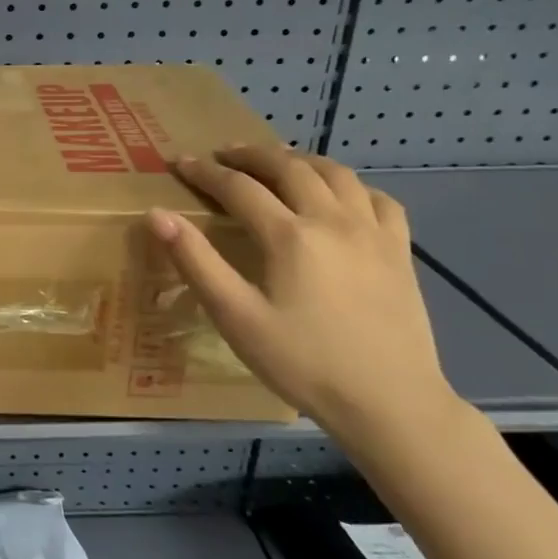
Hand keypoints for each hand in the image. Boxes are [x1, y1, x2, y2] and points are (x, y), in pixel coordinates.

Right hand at [146, 145, 462, 452]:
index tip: (180, 162)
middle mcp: (333, 220)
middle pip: (288, 167)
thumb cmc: (303, 363)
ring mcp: (373, 233)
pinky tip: (340, 196)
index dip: (205, 172)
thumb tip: (157, 215)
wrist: (391, 404)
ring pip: (336, 173)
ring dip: (299, 160)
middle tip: (223, 154)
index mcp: (289, 236)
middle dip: (250, 155)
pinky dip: (351, 186)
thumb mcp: (236, 317)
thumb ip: (195, 261)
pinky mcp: (400, 251)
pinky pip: (379, 199)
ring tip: (276, 162)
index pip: (238, 187)